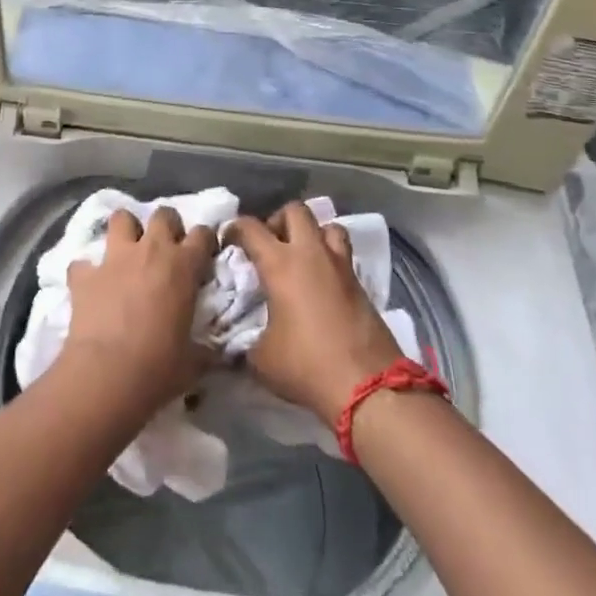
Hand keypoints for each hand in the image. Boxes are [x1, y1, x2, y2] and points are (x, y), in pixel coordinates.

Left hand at [63, 207, 217, 414]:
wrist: (107, 374)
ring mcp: (114, 258)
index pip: (203, 234)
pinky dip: (87, 271)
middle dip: (167, 225)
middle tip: (166, 248)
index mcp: (183, 266)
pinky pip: (83, 262)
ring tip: (128, 251)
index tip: (204, 253)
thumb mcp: (194, 361)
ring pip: (121, 218)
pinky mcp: (84, 274)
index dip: (206, 240)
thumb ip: (205, 348)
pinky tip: (90, 285)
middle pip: (164, 214)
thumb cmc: (159, 367)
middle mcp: (150, 251)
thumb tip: (215, 353)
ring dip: (126, 230)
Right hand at [226, 202, 405, 421]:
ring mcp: (340, 265)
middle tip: (269, 244)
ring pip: (327, 225)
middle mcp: (311, 254)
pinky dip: (330, 257)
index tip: (227, 241)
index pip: (250, 228)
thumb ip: (246, 339)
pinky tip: (321, 282)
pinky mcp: (360, 283)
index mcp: (280, 264)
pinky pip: (343, 253)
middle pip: (295, 210)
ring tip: (301, 256)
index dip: (234, 229)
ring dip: (311, 233)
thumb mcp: (261, 358)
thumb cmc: (307, 366)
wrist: (368, 386)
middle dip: (278, 220)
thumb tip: (239, 341)